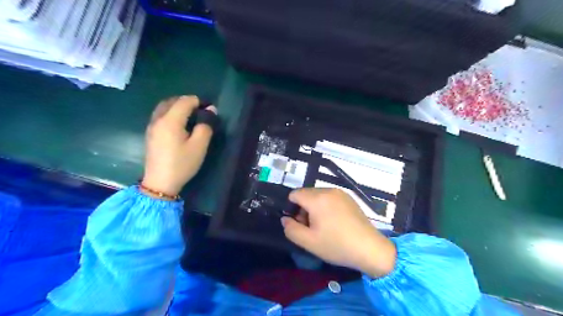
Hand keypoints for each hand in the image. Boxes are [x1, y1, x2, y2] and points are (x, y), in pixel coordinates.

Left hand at [142, 95, 215, 195]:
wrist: (160, 183)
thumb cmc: (182, 164)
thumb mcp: (199, 146)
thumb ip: (206, 126)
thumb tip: (211, 111)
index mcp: (170, 121)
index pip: (184, 102)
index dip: (198, 101)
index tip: (210, 108)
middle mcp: (158, 119)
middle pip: (171, 101)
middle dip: (187, 101)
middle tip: (200, 109)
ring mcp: (152, 126)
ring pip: (163, 107)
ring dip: (177, 105)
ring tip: (190, 113)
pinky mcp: (150, 134)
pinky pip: (160, 115)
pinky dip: (170, 112)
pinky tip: (178, 122)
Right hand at [282, 189, 394, 277]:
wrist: (370, 249)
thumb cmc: (337, 245)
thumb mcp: (308, 242)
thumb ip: (291, 229)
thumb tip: (285, 219)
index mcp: (317, 198)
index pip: (294, 194)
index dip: (291, 208)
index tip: (299, 224)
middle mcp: (328, 190)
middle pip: (306, 194)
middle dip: (303, 208)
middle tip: (310, 228)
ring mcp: (340, 193)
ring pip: (318, 195)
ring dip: (314, 208)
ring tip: (323, 226)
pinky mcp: (349, 198)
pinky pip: (330, 197)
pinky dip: (326, 206)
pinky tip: (334, 222)